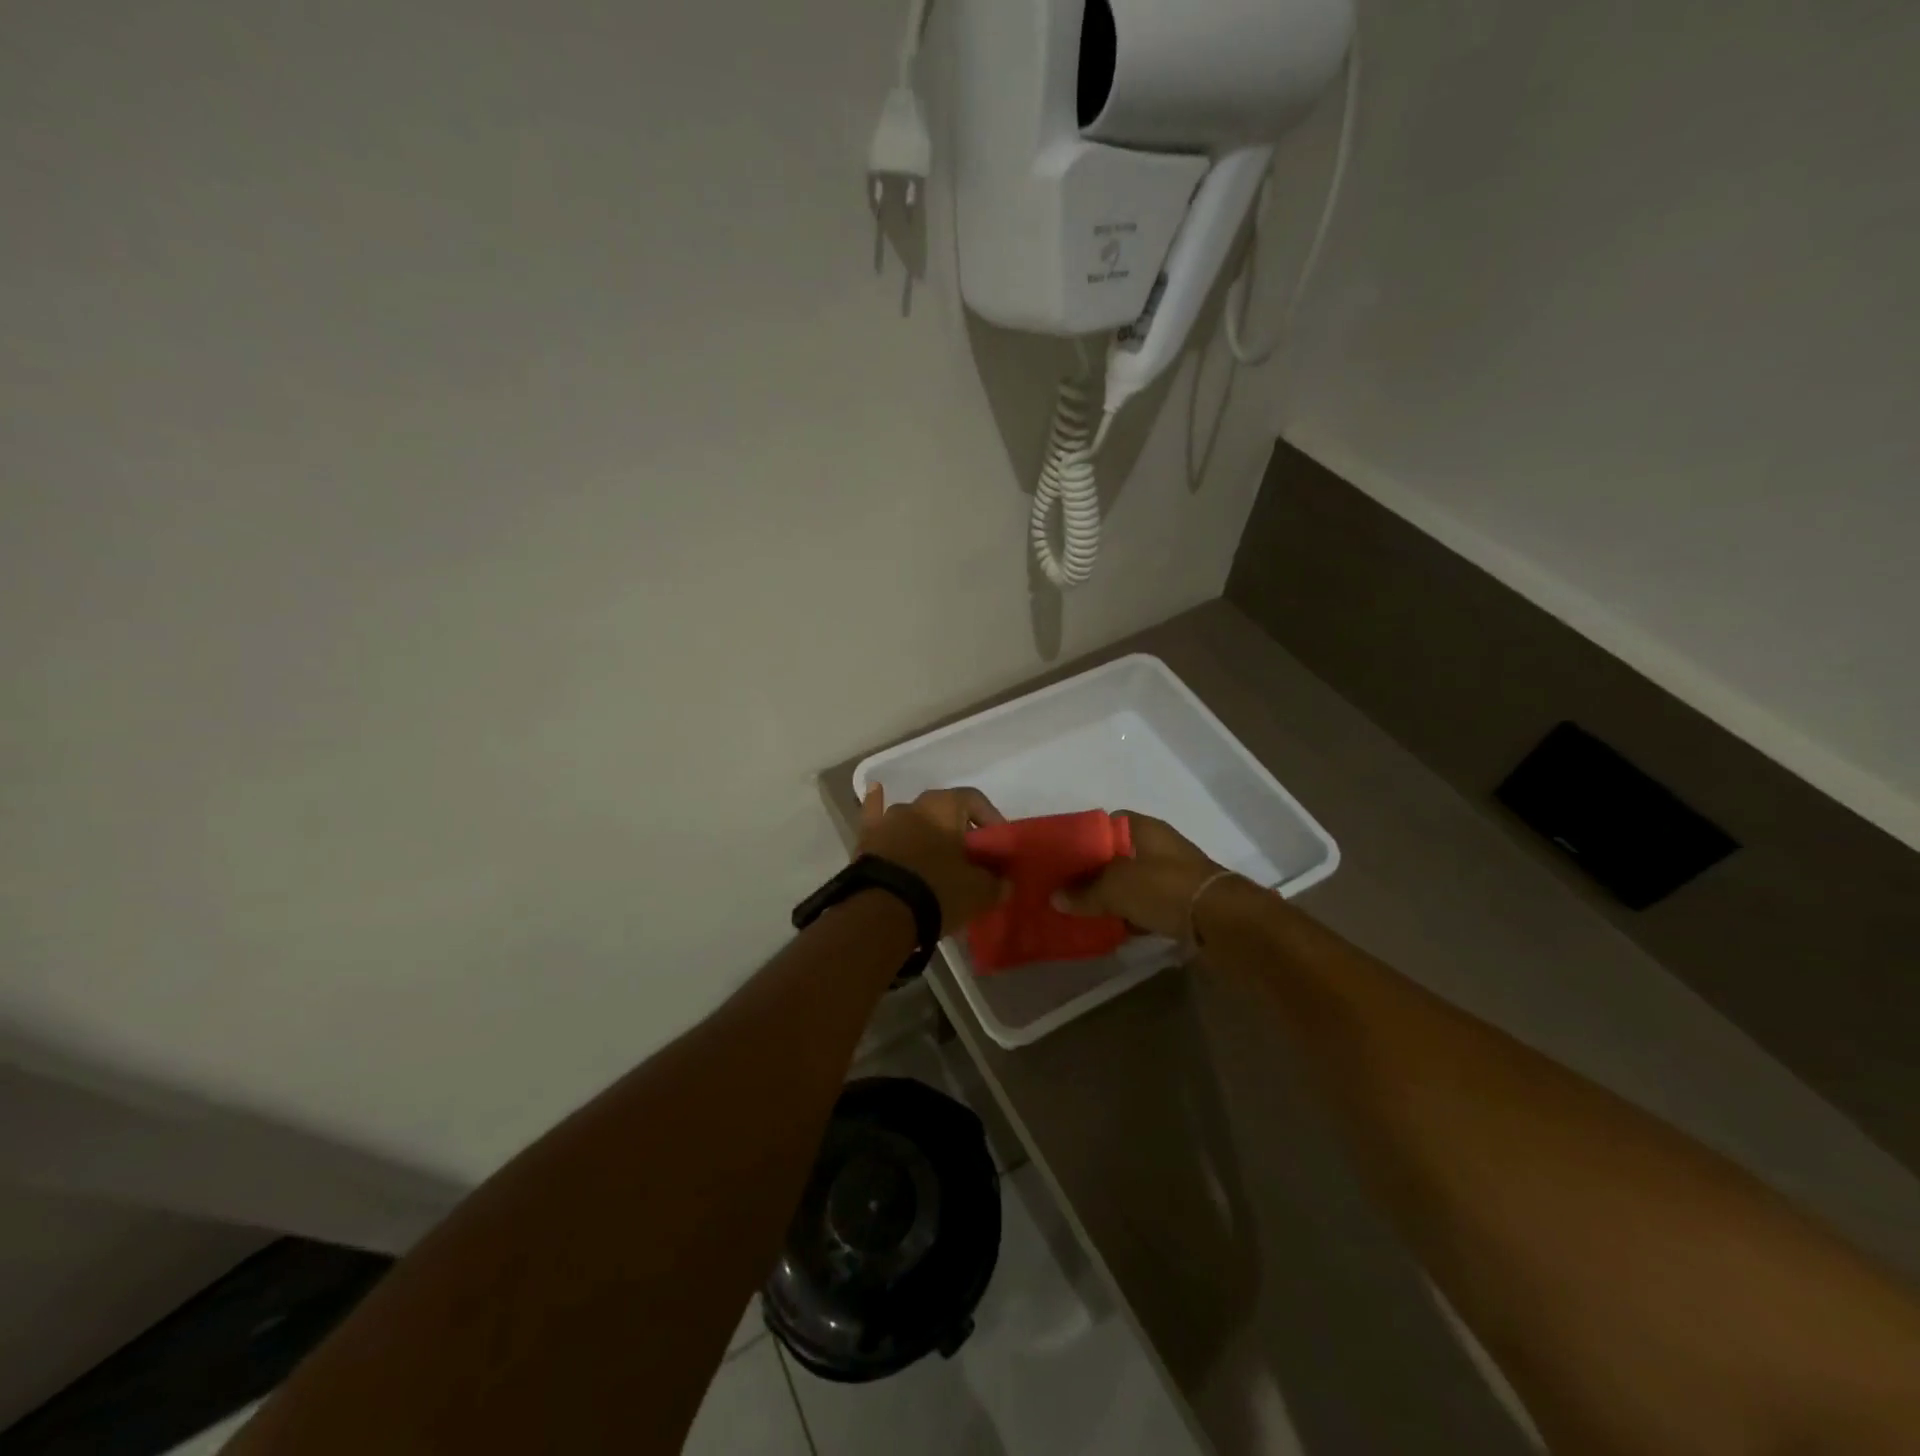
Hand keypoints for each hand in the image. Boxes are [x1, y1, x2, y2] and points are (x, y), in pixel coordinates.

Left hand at [859, 784, 1008, 931]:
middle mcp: (914, 804)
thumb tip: (1003, 882)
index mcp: (945, 806)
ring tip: (936, 859)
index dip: (990, 819)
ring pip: (913, 820)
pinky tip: (875, 791)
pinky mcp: (866, 840)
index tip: (997, 845)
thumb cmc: (938, 891)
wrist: (882, 913)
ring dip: (926, 832)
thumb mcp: (979, 891)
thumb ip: (996, 882)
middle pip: (944, 812)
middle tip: (970, 859)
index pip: (975, 800)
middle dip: (959, 831)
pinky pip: (874, 817)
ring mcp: (886, 820)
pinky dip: (876, 804)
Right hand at [1056, 812, 1223, 939]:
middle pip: (1117, 855)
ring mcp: (1172, 874)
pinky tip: (1112, 928)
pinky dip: (1130, 914)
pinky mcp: (1181, 902)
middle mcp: (1159, 846)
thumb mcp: (1116, 888)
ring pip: (1132, 881)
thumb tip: (1056, 899)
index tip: (1063, 855)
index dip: (1084, 837)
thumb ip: (1085, 893)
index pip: (1107, 823)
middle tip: (1067, 887)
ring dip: (1112, 895)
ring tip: (1083, 910)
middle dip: (1094, 872)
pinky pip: (1146, 904)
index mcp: (1144, 829)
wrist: (1221, 921)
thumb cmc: (1164, 888)